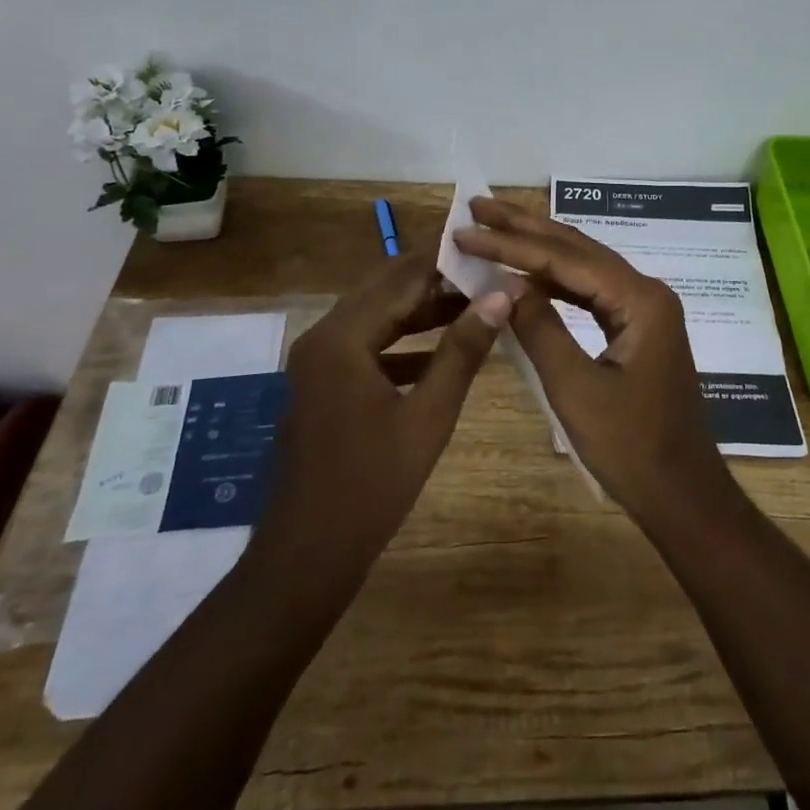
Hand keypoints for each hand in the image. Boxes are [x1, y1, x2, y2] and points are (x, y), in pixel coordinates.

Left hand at [257, 254, 511, 589]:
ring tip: (473, 306)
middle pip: (384, 290)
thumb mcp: (429, 415)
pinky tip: (440, 353)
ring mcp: (318, 362)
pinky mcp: (322, 385)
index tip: (488, 254)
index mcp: (342, 337)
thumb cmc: (372, 485)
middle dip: (434, 282)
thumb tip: (501, 296)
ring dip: (420, 311)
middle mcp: (323, 337)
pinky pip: (366, 347)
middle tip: (485, 276)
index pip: (400, 278)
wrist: (307, 555)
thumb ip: (463, 350)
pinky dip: (402, 343)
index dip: (445, 264)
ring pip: (375, 317)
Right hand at [453, 198, 728, 519]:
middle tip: (478, 204)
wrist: (682, 494)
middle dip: (525, 226)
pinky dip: (554, 280)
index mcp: (639, 300)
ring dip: (538, 248)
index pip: (564, 259)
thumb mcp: (576, 389)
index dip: (511, 243)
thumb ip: (539, 329)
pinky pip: (590, 292)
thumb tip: (505, 284)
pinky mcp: (637, 327)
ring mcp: (644, 309)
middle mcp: (646, 291)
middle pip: (577, 249)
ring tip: (494, 227)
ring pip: (583, 266)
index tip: (466, 230)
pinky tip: (527, 274)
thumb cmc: (631, 448)